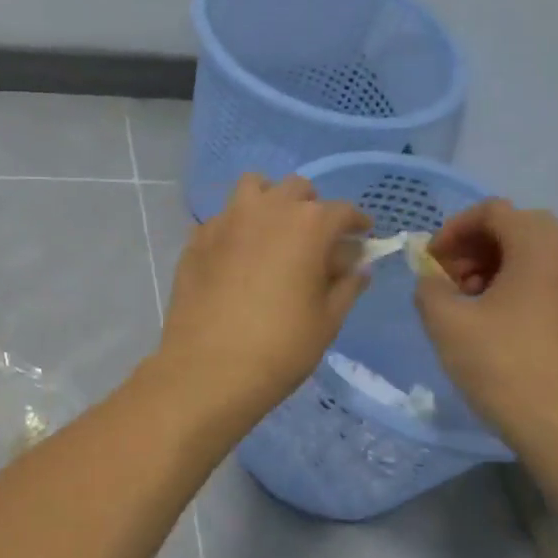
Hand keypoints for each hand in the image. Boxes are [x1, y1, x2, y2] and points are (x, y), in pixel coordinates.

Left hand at [154, 174, 369, 434]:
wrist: (209, 369)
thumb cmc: (280, 347)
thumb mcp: (327, 320)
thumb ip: (347, 286)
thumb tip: (358, 266)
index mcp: (308, 225)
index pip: (342, 211)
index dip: (356, 223)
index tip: (361, 236)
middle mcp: (266, 210)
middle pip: (296, 190)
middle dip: (311, 208)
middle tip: (314, 239)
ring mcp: (225, 221)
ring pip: (252, 188)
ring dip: (268, 202)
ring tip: (272, 233)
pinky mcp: (196, 240)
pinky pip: (221, 219)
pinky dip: (235, 228)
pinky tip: (236, 257)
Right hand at [413, 198, 557, 449]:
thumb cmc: (503, 365)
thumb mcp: (446, 322)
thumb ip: (430, 286)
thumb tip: (433, 278)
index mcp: (543, 246)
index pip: (494, 211)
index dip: (454, 229)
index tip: (431, 261)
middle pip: (519, 228)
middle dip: (476, 247)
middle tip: (448, 280)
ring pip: (539, 255)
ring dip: (499, 266)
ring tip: (471, 303)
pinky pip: (556, 281)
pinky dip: (524, 286)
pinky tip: (502, 322)